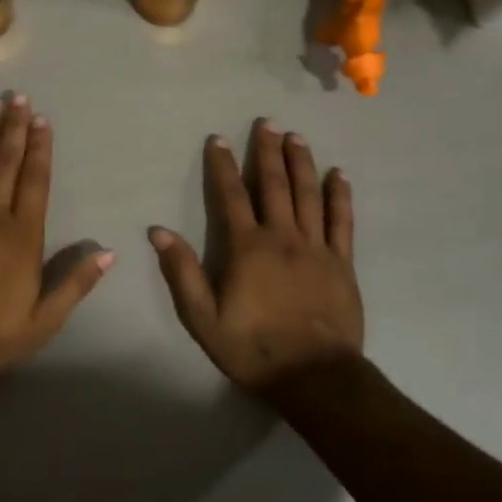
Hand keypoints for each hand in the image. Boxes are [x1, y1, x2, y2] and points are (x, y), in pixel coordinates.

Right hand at [149, 119, 363, 396]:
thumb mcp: (203, 318)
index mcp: (247, 247)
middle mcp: (282, 237)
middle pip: (274, 185)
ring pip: (309, 195)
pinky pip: (342, 221)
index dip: (223, 165)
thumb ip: (183, 272)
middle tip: (267, 123)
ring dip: (301, 163)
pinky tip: (338, 175)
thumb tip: (159, 231)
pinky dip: (340, 196)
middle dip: (267, 151)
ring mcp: (316, 248)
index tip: (218, 138)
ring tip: (296, 137)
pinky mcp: (342, 263)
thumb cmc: (253, 349)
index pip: (231, 195)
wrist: (315, 378)